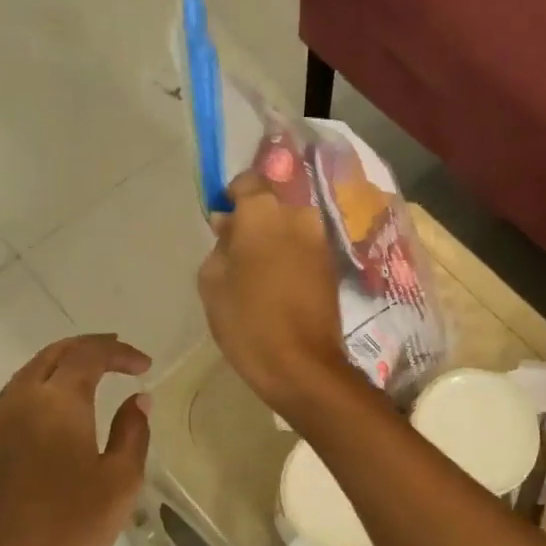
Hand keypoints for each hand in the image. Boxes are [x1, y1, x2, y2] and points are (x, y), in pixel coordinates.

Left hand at [0, 335, 151, 545]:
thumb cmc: (68, 531)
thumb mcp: (120, 482)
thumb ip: (132, 433)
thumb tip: (137, 400)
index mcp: (56, 403)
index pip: (89, 355)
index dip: (119, 352)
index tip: (145, 366)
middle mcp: (18, 404)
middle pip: (51, 355)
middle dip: (87, 348)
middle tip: (117, 354)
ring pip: (25, 378)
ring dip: (59, 368)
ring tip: (88, 379)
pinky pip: (10, 406)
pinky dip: (38, 394)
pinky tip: (52, 421)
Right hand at [197, 171, 354, 418]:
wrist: (301, 364)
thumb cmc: (247, 320)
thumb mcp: (212, 280)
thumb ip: (220, 244)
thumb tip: (229, 225)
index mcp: (264, 212)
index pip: (249, 180)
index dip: (233, 195)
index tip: (223, 217)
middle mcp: (299, 216)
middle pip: (274, 203)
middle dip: (255, 217)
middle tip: (237, 247)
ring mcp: (320, 240)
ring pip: (291, 224)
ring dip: (275, 236)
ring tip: (257, 269)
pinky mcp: (332, 265)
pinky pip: (304, 246)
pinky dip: (291, 254)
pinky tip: (277, 282)